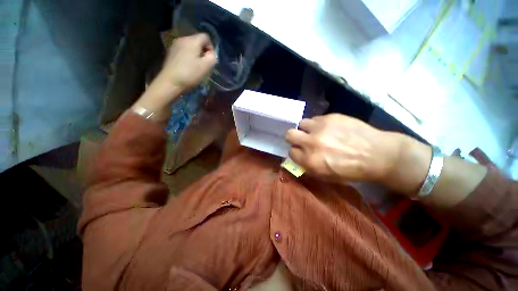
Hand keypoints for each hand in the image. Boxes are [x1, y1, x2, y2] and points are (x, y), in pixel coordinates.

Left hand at [159, 33, 217, 92]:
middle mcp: (183, 38)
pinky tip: (188, 67)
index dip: (211, 48)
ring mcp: (175, 45)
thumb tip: (211, 54)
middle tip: (204, 64)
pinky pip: (184, 50)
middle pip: (197, 40)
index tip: (210, 59)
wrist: (171, 82)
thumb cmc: (190, 74)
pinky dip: (188, 56)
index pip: (206, 37)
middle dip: (203, 51)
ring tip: (196, 66)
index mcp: (192, 40)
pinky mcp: (171, 52)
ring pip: (190, 46)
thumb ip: (212, 57)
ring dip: (196, 54)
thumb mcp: (206, 67)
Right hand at [286, 114, 401, 183]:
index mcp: (310, 160)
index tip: (302, 152)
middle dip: (294, 138)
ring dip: (306, 129)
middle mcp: (311, 142)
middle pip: (290, 134)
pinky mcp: (330, 117)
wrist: (378, 155)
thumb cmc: (351, 170)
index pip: (291, 152)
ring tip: (317, 132)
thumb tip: (299, 157)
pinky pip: (316, 118)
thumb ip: (308, 167)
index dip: (296, 152)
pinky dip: (319, 124)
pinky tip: (330, 128)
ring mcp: (320, 128)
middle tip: (303, 139)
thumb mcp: (326, 176)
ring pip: (301, 123)